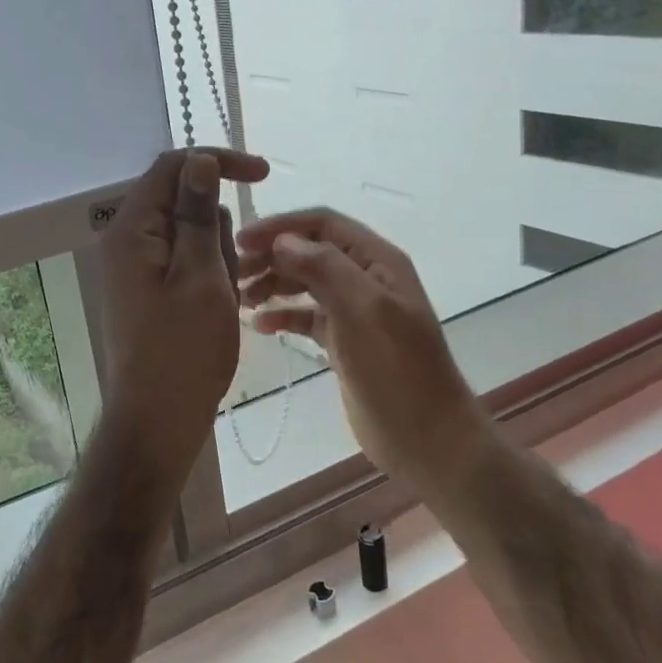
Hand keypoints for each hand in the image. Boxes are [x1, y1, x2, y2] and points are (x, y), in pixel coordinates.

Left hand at [98, 147, 269, 483]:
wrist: (158, 419)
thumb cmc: (184, 349)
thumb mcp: (201, 275)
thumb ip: (198, 214)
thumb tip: (198, 159)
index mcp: (133, 229)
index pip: (173, 167)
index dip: (218, 161)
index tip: (263, 174)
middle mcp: (128, 240)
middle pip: (184, 202)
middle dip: (219, 229)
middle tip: (228, 277)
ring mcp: (137, 267)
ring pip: (192, 235)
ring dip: (218, 258)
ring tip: (221, 302)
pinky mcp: (149, 289)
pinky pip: (187, 263)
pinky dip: (210, 276)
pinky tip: (216, 310)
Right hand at [236, 209, 489, 494]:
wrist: (427, 438)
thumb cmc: (398, 370)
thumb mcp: (365, 311)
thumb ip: (326, 268)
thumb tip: (282, 241)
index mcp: (377, 261)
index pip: (323, 224)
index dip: (281, 226)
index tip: (241, 240)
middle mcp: (366, 278)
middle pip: (311, 251)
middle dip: (272, 255)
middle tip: (234, 273)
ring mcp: (355, 311)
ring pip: (306, 282)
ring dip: (274, 283)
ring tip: (242, 298)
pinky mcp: (344, 342)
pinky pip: (308, 317)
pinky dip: (284, 315)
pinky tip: (260, 326)